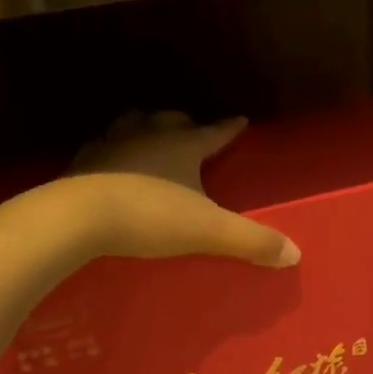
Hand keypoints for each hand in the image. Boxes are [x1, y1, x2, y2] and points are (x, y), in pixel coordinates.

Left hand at [68, 111, 299, 267]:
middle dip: (184, 124)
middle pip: (170, 120)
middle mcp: (147, 135)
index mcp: (182, 145)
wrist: (78, 217)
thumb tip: (295, 253)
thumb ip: (251, 241)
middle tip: (192, 130)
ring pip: (132, 125)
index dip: (229, 128)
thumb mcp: (208, 232)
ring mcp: (111, 144)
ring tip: (149, 137)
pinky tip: (110, 163)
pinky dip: (112, 151)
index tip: (241, 120)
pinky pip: (102, 148)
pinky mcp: (81, 162)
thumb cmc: (150, 216)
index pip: (214, 132)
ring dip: (144, 128)